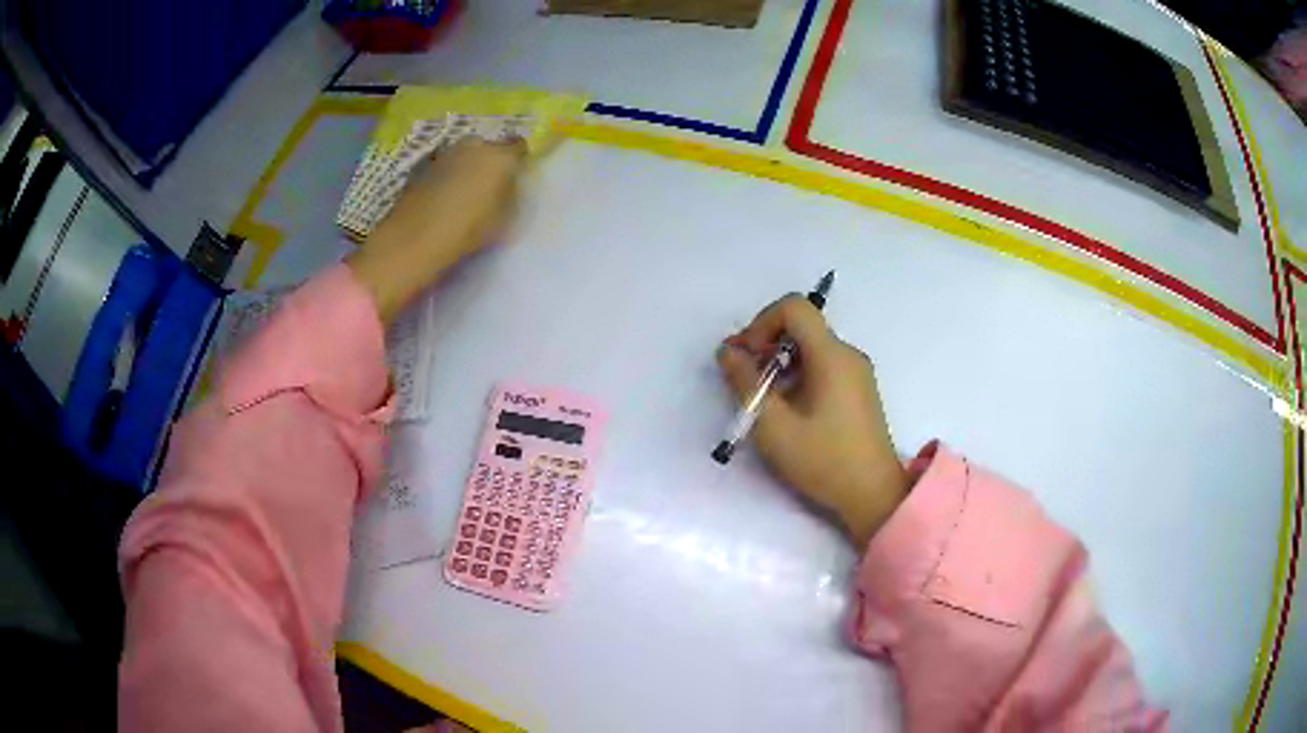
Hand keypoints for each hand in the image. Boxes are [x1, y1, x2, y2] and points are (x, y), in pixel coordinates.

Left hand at [347, 137, 526, 323]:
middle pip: (488, 147)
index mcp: (500, 156)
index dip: (518, 160)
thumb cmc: (468, 230)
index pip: (518, 147)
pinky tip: (443, 199)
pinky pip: (444, 168)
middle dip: (489, 161)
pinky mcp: (423, 167)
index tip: (516, 175)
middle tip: (489, 185)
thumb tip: (508, 183)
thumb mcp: (505, 217)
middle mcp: (473, 146)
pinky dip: (446, 178)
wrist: (415, 238)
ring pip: (464, 155)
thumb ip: (510, 193)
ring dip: (466, 168)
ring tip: (464, 193)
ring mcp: (445, 154)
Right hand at [718, 296, 908, 546]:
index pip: (794, 307)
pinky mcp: (858, 391)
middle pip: (801, 327)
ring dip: (780, 365)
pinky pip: (823, 367)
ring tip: (763, 402)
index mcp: (832, 355)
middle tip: (745, 381)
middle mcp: (848, 354)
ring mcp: (857, 372)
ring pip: (810, 348)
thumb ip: (745, 383)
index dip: (761, 323)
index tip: (746, 357)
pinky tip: (788, 412)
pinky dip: (798, 377)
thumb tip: (728, 352)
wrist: (874, 496)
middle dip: (766, 346)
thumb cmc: (824, 460)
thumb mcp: (773, 426)